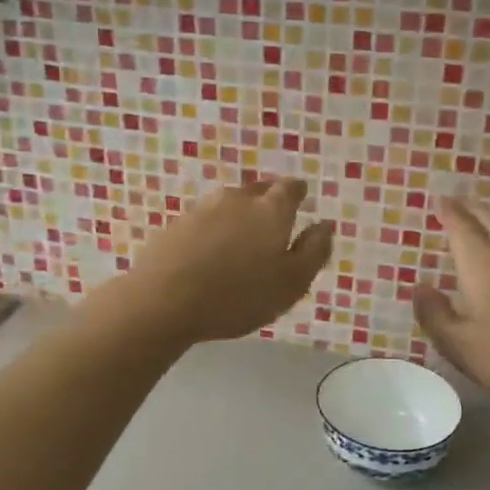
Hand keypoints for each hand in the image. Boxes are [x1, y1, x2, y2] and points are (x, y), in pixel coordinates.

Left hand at [112, 178, 334, 345]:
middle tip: (273, 226)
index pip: (290, 187)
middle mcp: (237, 199)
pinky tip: (210, 255)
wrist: (163, 301)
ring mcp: (202, 209)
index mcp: (271, 210)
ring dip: (238, 218)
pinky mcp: (175, 225)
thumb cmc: (238, 296)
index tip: (300, 201)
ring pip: (229, 205)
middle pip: (258, 192)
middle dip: (268, 203)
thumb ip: (314, 251)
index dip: (297, 193)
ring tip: (240, 244)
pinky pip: (204, 223)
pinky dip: (212, 232)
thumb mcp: (291, 283)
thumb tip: (325, 225)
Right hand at [413, 198, 489, 410]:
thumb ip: (435, 316)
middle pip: (489, 219)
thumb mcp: (461, 346)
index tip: (440, 200)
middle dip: (471, 209)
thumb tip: (419, 288)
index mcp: (481, 263)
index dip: (449, 212)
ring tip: (484, 222)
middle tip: (458, 202)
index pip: (461, 227)